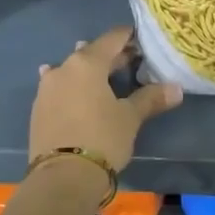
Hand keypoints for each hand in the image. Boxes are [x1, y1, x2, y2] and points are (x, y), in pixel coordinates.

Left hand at [30, 27, 182, 173]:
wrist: (62, 177)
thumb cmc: (102, 139)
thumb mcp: (130, 118)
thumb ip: (151, 99)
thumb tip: (176, 89)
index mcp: (87, 63)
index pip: (111, 39)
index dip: (128, 37)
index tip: (141, 39)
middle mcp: (63, 68)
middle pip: (90, 54)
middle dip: (110, 57)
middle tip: (131, 61)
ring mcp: (46, 88)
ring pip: (71, 70)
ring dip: (87, 71)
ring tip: (102, 77)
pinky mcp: (38, 109)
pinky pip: (58, 89)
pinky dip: (71, 88)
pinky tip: (74, 92)